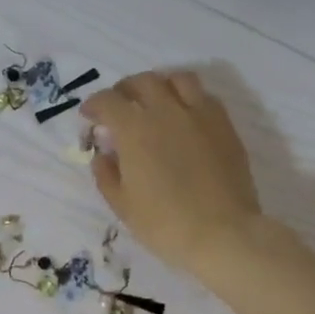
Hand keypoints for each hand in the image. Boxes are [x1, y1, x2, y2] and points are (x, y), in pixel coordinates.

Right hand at [82, 70, 260, 274]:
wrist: (223, 233)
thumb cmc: (165, 224)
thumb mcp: (123, 205)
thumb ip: (106, 174)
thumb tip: (103, 155)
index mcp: (135, 129)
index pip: (107, 101)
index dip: (93, 105)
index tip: (89, 117)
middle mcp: (166, 111)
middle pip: (142, 81)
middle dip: (124, 90)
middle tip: (119, 107)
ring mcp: (200, 114)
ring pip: (177, 79)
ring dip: (160, 85)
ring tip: (156, 102)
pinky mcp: (225, 125)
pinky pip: (205, 96)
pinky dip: (188, 98)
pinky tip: (185, 117)